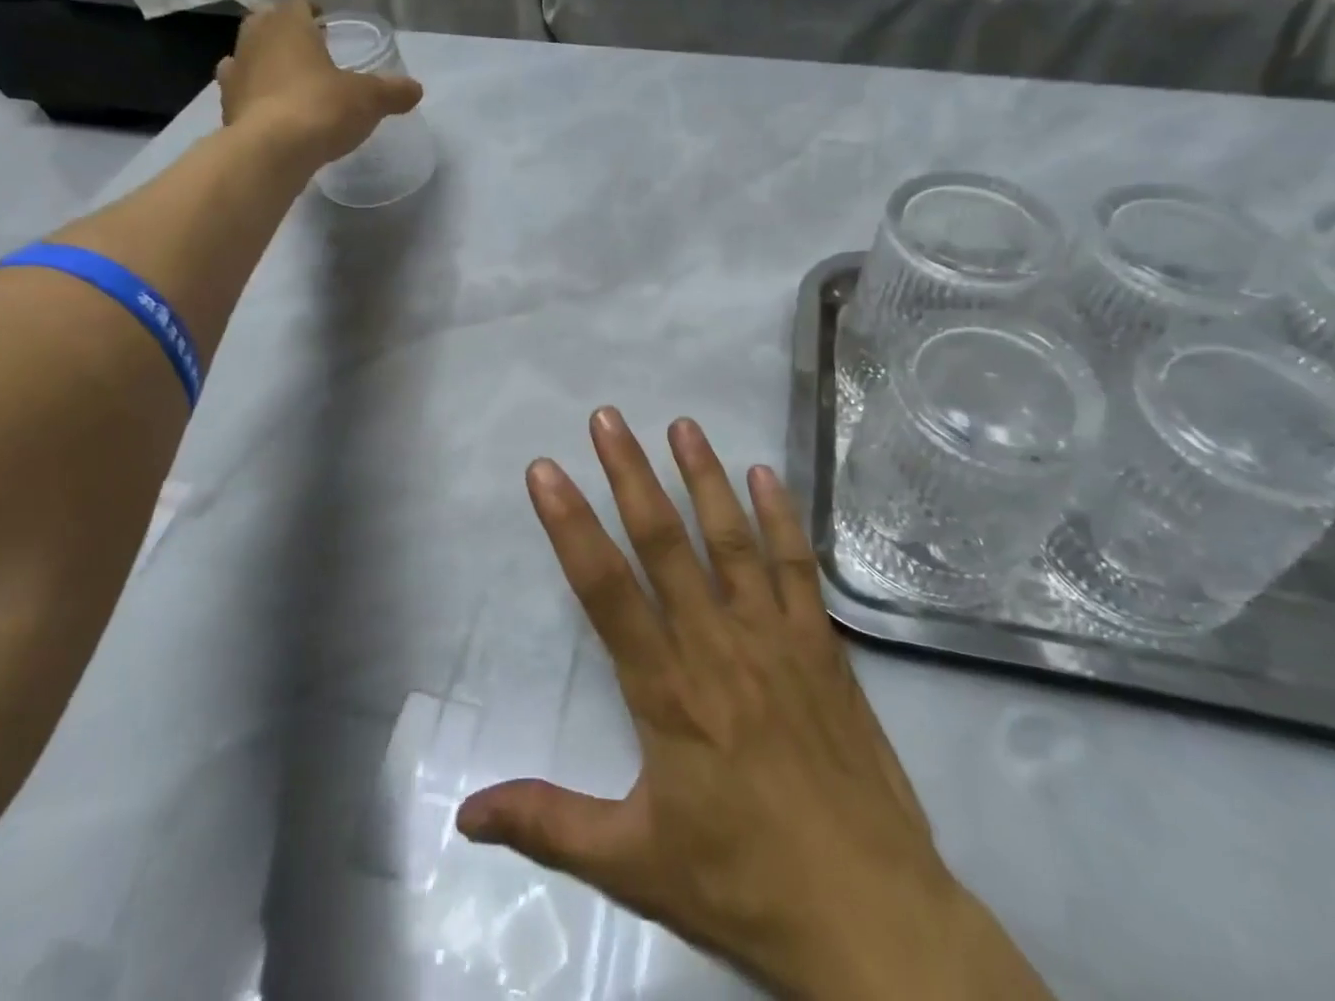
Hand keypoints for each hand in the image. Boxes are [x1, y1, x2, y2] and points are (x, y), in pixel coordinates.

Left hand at [216, 0, 422, 166]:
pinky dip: (252, 92)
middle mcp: (256, 39)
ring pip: (248, 53)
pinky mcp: (226, 105)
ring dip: (264, 60)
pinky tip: (267, 105)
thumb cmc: (322, 108)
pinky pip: (240, 89)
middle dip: (285, 31)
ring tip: (287, 77)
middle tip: (308, 49)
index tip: (326, 22)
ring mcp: (236, 71)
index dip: (313, 10)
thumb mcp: (369, 99)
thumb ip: (392, 91)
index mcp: (289, 25)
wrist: (271, 151)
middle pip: (267, 22)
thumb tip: (415, 89)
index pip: (298, 3)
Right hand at [457, 411, 1050, 1000]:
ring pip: (732, 539)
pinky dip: (781, 517)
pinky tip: (768, 474)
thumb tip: (464, 814)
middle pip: (664, 541)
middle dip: (630, 473)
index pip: (604, 588)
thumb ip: (548, 823)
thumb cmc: (743, 884)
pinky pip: (795, 568)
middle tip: (608, 417)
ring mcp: (775, 638)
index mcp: (666, 689)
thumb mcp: (634, 864)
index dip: (569, 524)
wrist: (870, 917)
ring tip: (683, 425)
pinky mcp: (821, 646)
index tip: (546, 470)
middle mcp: (717, 644)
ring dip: (704, 477)